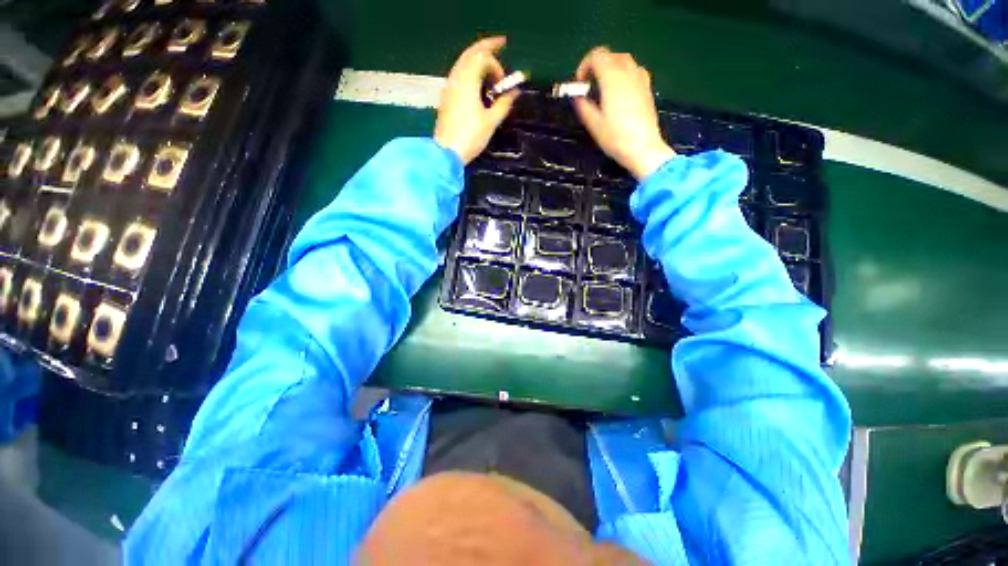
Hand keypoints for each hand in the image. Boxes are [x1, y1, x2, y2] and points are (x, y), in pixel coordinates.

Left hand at [434, 37, 517, 164]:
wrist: (447, 152)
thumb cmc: (470, 136)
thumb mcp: (491, 121)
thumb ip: (503, 104)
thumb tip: (514, 93)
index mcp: (467, 80)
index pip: (483, 59)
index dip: (497, 66)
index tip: (504, 84)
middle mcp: (456, 78)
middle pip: (470, 53)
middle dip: (486, 47)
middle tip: (500, 43)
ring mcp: (449, 87)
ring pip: (462, 62)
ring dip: (476, 59)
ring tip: (489, 64)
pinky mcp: (446, 97)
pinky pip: (458, 74)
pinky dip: (469, 70)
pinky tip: (476, 80)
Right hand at [572, 47, 675, 179]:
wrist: (643, 148)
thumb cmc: (616, 138)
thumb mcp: (594, 125)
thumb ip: (584, 107)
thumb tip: (578, 98)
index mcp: (612, 79)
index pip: (597, 56)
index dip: (584, 65)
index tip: (580, 83)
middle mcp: (628, 73)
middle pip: (611, 55)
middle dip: (597, 65)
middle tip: (589, 84)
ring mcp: (640, 79)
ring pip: (624, 60)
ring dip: (610, 67)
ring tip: (603, 87)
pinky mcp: (647, 88)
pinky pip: (634, 70)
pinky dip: (623, 73)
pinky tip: (619, 90)